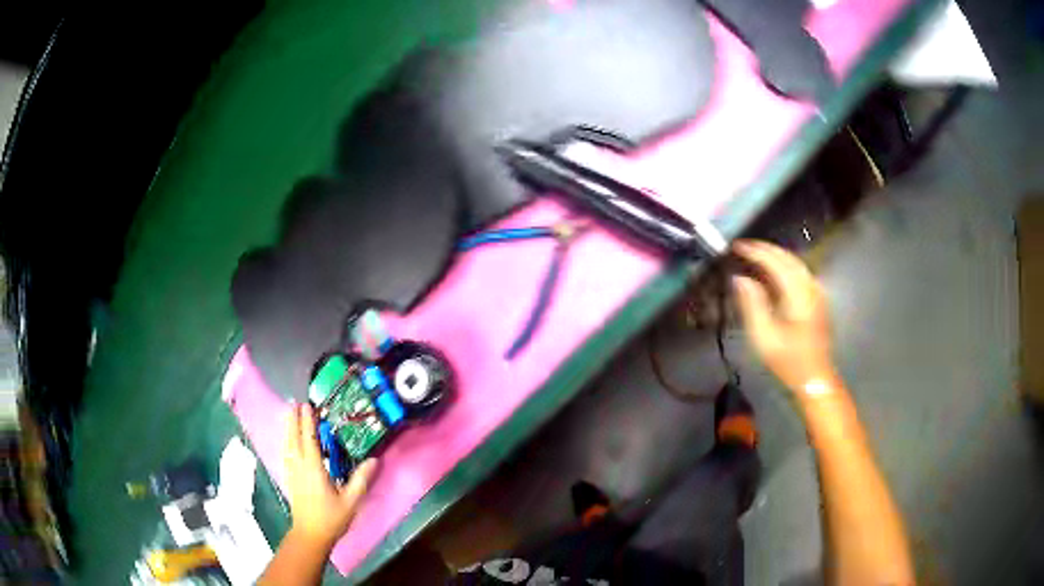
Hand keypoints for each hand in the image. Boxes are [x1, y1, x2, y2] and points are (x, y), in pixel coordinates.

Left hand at [282, 403, 377, 546]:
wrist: (310, 534)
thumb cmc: (331, 518)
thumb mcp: (351, 501)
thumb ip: (361, 480)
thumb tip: (374, 460)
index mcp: (313, 469)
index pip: (309, 439)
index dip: (307, 422)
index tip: (307, 405)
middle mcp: (299, 466)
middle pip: (294, 438)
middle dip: (294, 420)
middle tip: (294, 403)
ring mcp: (292, 473)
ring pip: (287, 445)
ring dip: (288, 429)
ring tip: (288, 415)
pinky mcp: (289, 479)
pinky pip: (286, 455)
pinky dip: (286, 443)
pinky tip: (287, 442)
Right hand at [731, 240, 837, 395]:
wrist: (815, 378)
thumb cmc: (788, 361)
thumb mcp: (764, 337)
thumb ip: (752, 304)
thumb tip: (740, 278)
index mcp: (798, 294)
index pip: (775, 262)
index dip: (755, 251)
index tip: (736, 246)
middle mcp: (810, 286)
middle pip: (788, 257)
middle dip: (765, 249)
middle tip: (743, 247)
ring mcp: (817, 292)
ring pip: (796, 263)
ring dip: (775, 256)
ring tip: (755, 255)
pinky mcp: (818, 299)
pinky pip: (800, 272)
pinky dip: (784, 266)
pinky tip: (773, 272)